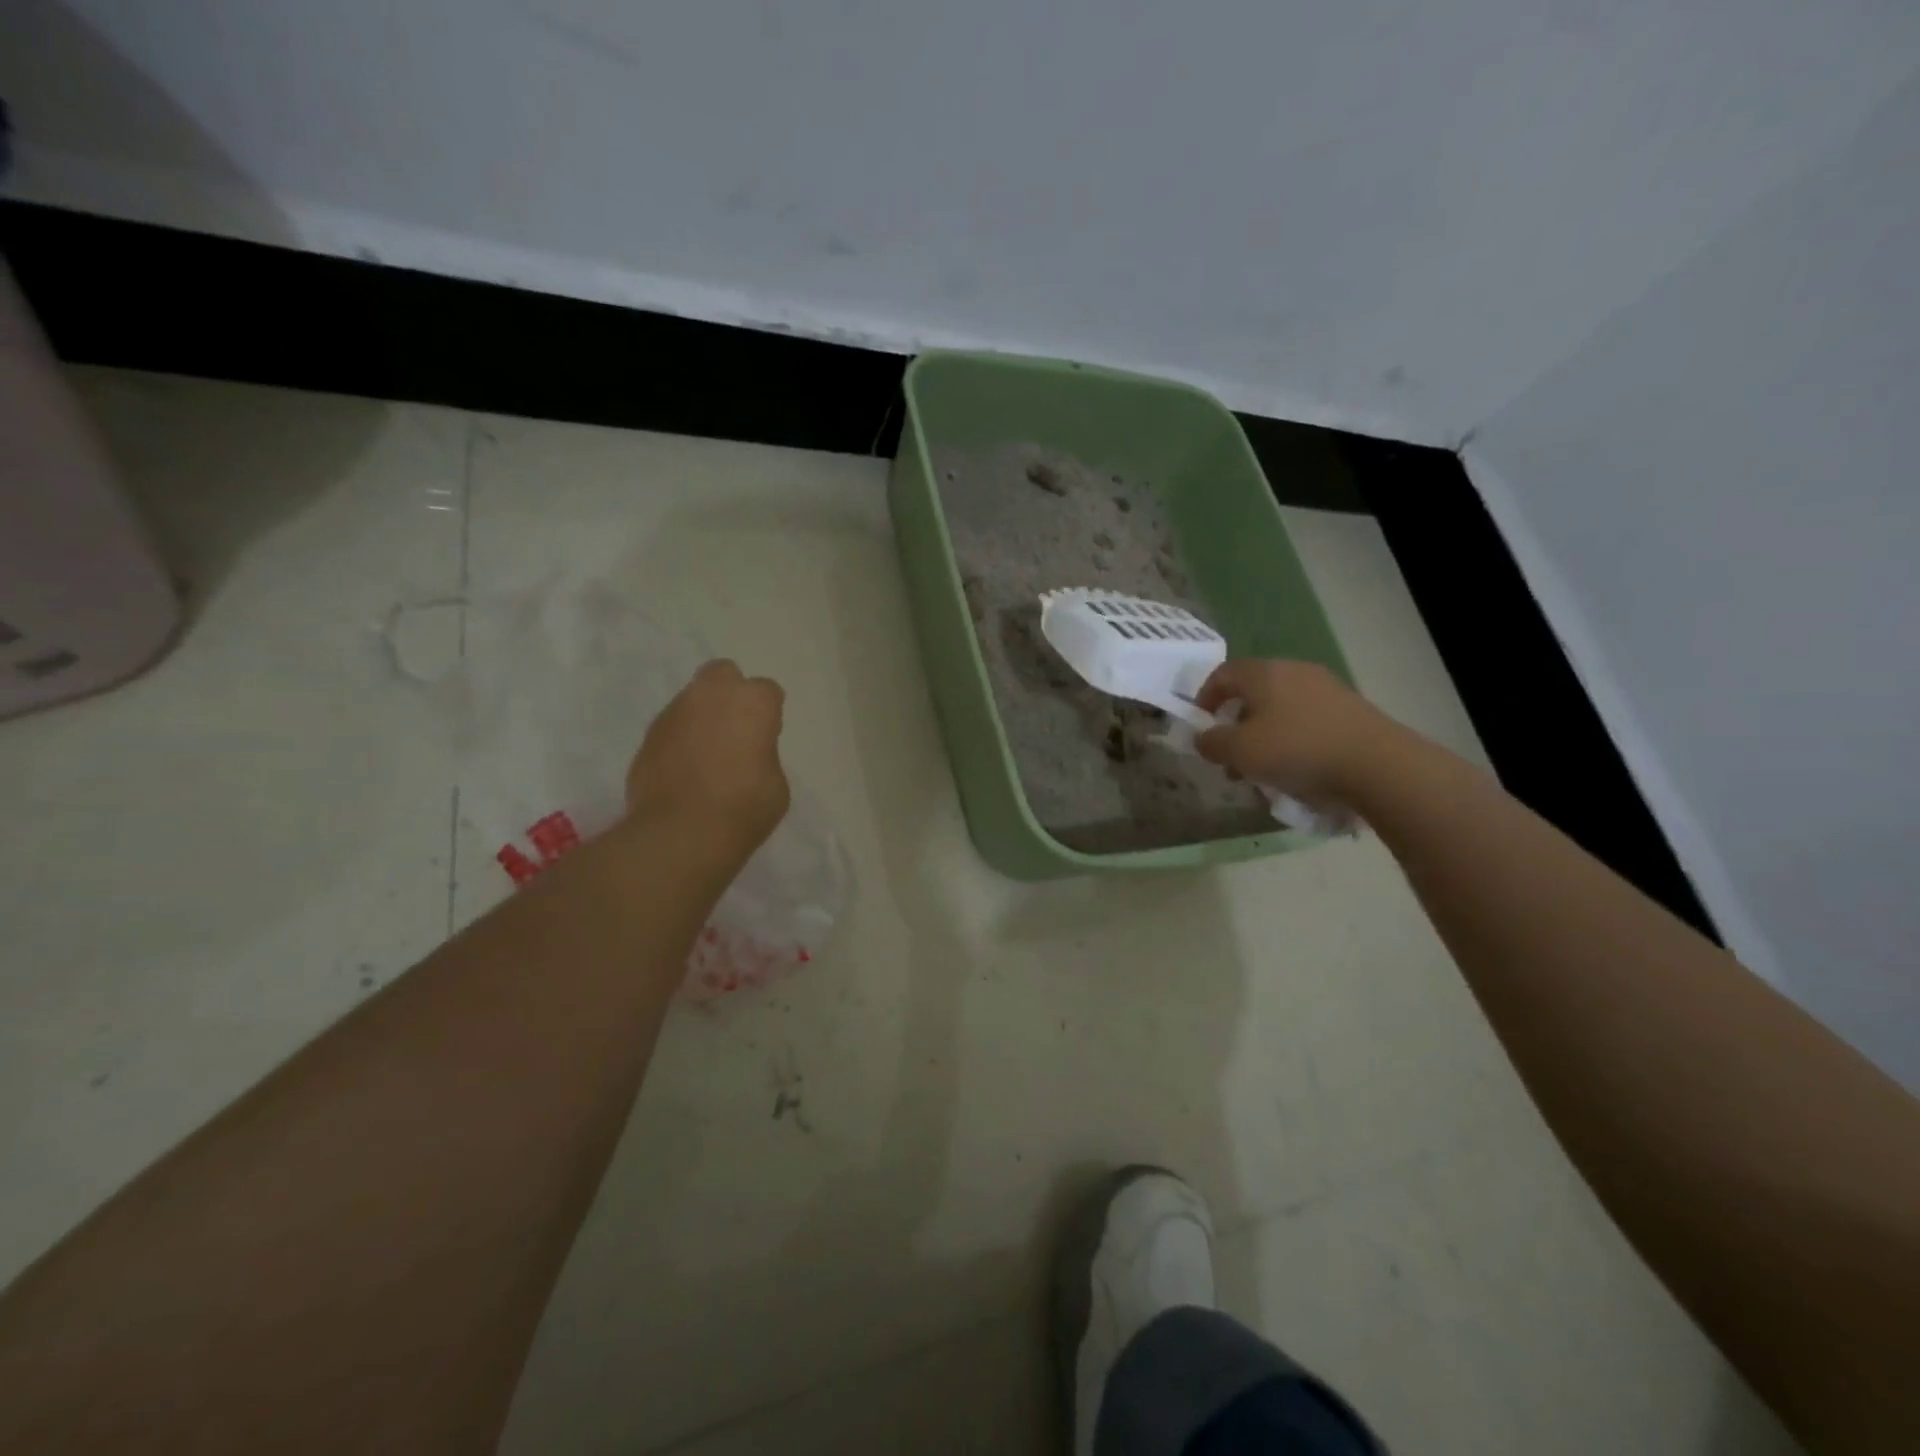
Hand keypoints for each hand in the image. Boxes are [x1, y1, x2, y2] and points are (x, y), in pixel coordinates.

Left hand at [626, 660, 790, 849]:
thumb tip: (747, 755)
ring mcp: (673, 714)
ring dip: (700, 718)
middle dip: (729, 693)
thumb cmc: (744, 806)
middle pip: (722, 674)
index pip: (767, 691)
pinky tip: (683, 773)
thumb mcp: (776, 783)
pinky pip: (670, 730)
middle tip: (734, 729)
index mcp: (752, 701)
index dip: (768, 714)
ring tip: (705, 757)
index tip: (766, 738)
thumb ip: (763, 755)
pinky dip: (677, 743)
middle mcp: (710, 695)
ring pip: (691, 701)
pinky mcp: (646, 738)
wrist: (681, 832)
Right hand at [1194, 659, 1399, 805]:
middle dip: (1235, 725)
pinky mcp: (1349, 709)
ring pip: (1280, 709)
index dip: (1205, 699)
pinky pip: (1306, 720)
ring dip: (1263, 736)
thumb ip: (1212, 743)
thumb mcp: (1240, 752)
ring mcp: (1326, 688)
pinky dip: (1291, 739)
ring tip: (1261, 771)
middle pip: (1253, 693)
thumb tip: (1203, 738)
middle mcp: (1294, 671)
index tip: (1201, 727)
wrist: (1377, 764)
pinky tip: (1295, 768)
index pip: (1223, 674)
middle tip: (1230, 758)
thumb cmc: (1296, 750)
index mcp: (1264, 673)